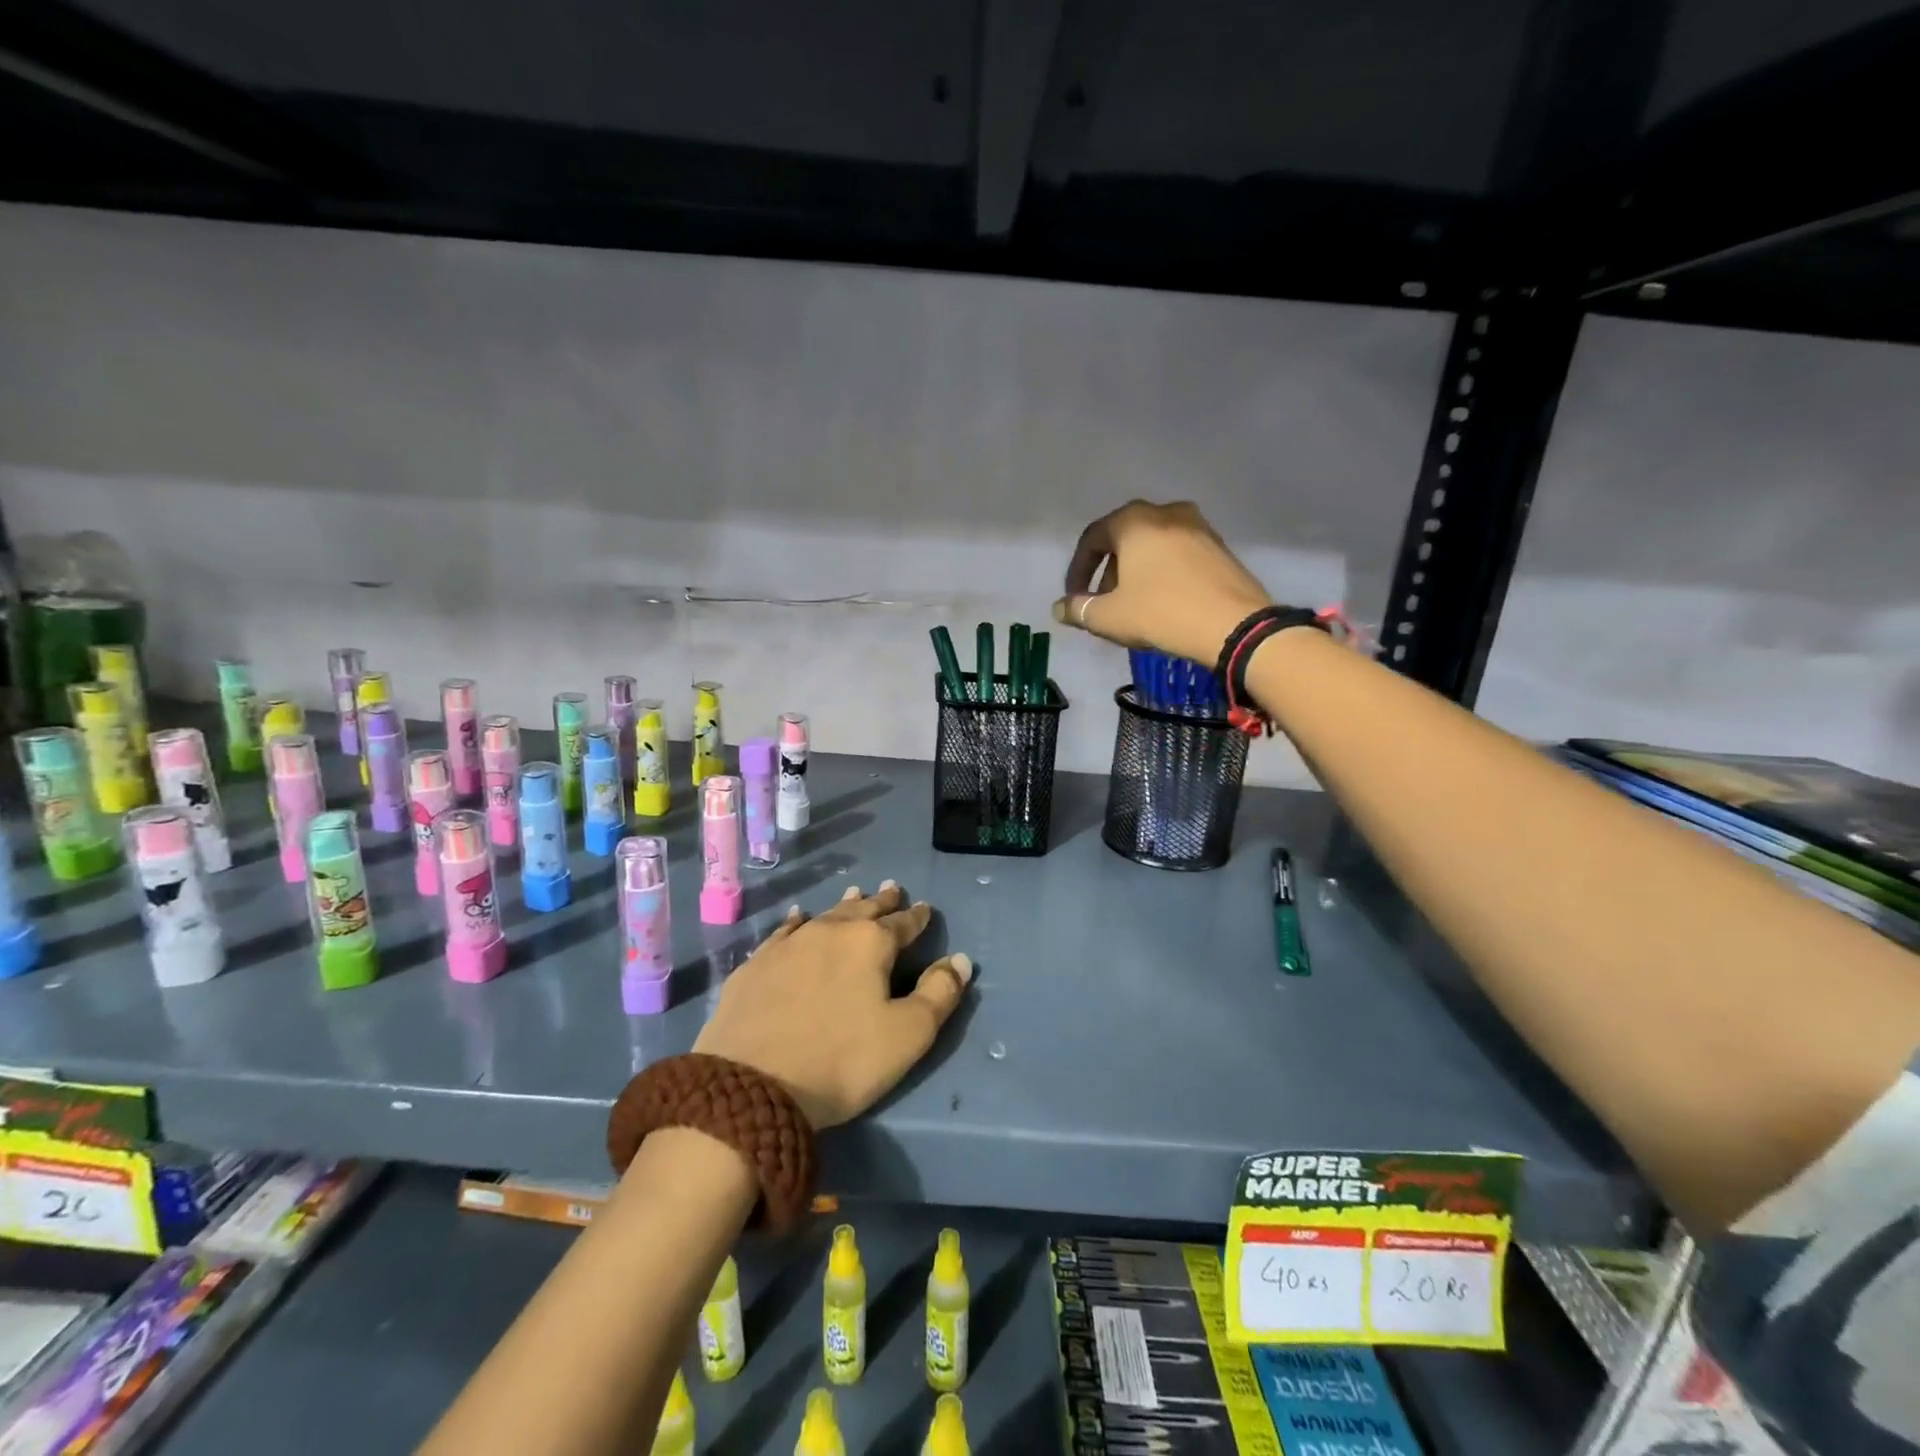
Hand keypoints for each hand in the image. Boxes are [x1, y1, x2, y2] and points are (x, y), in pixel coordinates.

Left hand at [692, 883, 972, 1129]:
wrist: (750, 1086)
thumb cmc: (842, 1061)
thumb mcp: (907, 1035)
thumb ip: (939, 993)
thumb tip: (960, 959)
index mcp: (870, 943)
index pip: (902, 923)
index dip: (917, 917)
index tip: (924, 908)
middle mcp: (830, 931)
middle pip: (863, 909)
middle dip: (882, 901)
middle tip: (893, 889)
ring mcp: (788, 944)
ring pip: (825, 914)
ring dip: (844, 905)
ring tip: (855, 893)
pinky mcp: (756, 964)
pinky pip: (785, 931)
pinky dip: (799, 921)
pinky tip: (799, 916)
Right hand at [1053, 500, 1272, 664]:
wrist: (1233, 624)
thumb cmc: (1160, 612)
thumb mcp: (1109, 617)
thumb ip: (1078, 609)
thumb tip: (1059, 608)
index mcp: (1133, 521)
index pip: (1092, 538)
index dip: (1077, 570)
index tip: (1074, 598)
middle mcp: (1165, 512)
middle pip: (1123, 539)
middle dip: (1108, 571)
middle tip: (1104, 602)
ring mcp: (1197, 526)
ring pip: (1153, 545)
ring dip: (1136, 572)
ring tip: (1133, 604)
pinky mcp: (1219, 546)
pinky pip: (1178, 554)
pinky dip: (1162, 572)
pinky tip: (1164, 601)